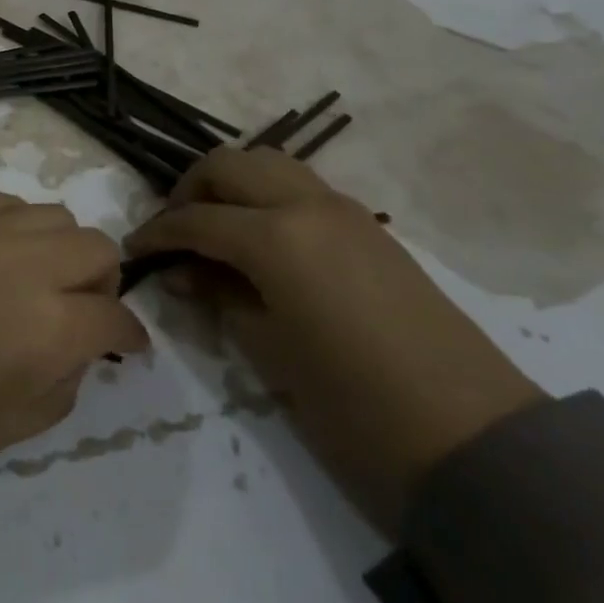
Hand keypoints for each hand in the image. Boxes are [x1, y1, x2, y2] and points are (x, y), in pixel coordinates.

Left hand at [0, 194, 147, 511]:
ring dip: (61, 250)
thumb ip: (61, 384)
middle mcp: (26, 263)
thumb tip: (78, 351)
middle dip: (102, 285)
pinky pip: (3, 204)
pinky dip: (16, 228)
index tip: (125, 349)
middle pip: (97, 248)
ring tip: (34, 284)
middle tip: (78, 318)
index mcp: (49, 328)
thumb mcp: (4, 433)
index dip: (128, 337)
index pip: (115, 318)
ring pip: (54, 215)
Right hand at [126, 147, 543, 532]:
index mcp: (276, 236)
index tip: (133, 252)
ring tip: (213, 230)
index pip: (195, 218)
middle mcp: (307, 205)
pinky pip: (301, 188)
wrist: (470, 436)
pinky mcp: (368, 227)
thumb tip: (185, 271)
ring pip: (269, 165)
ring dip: (231, 186)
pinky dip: (266, 198)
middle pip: (230, 165)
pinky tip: (258, 242)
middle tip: (172, 232)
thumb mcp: (269, 351)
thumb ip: (220, 296)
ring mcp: (344, 210)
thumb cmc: (353, 404)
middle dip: (190, 191)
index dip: (156, 233)